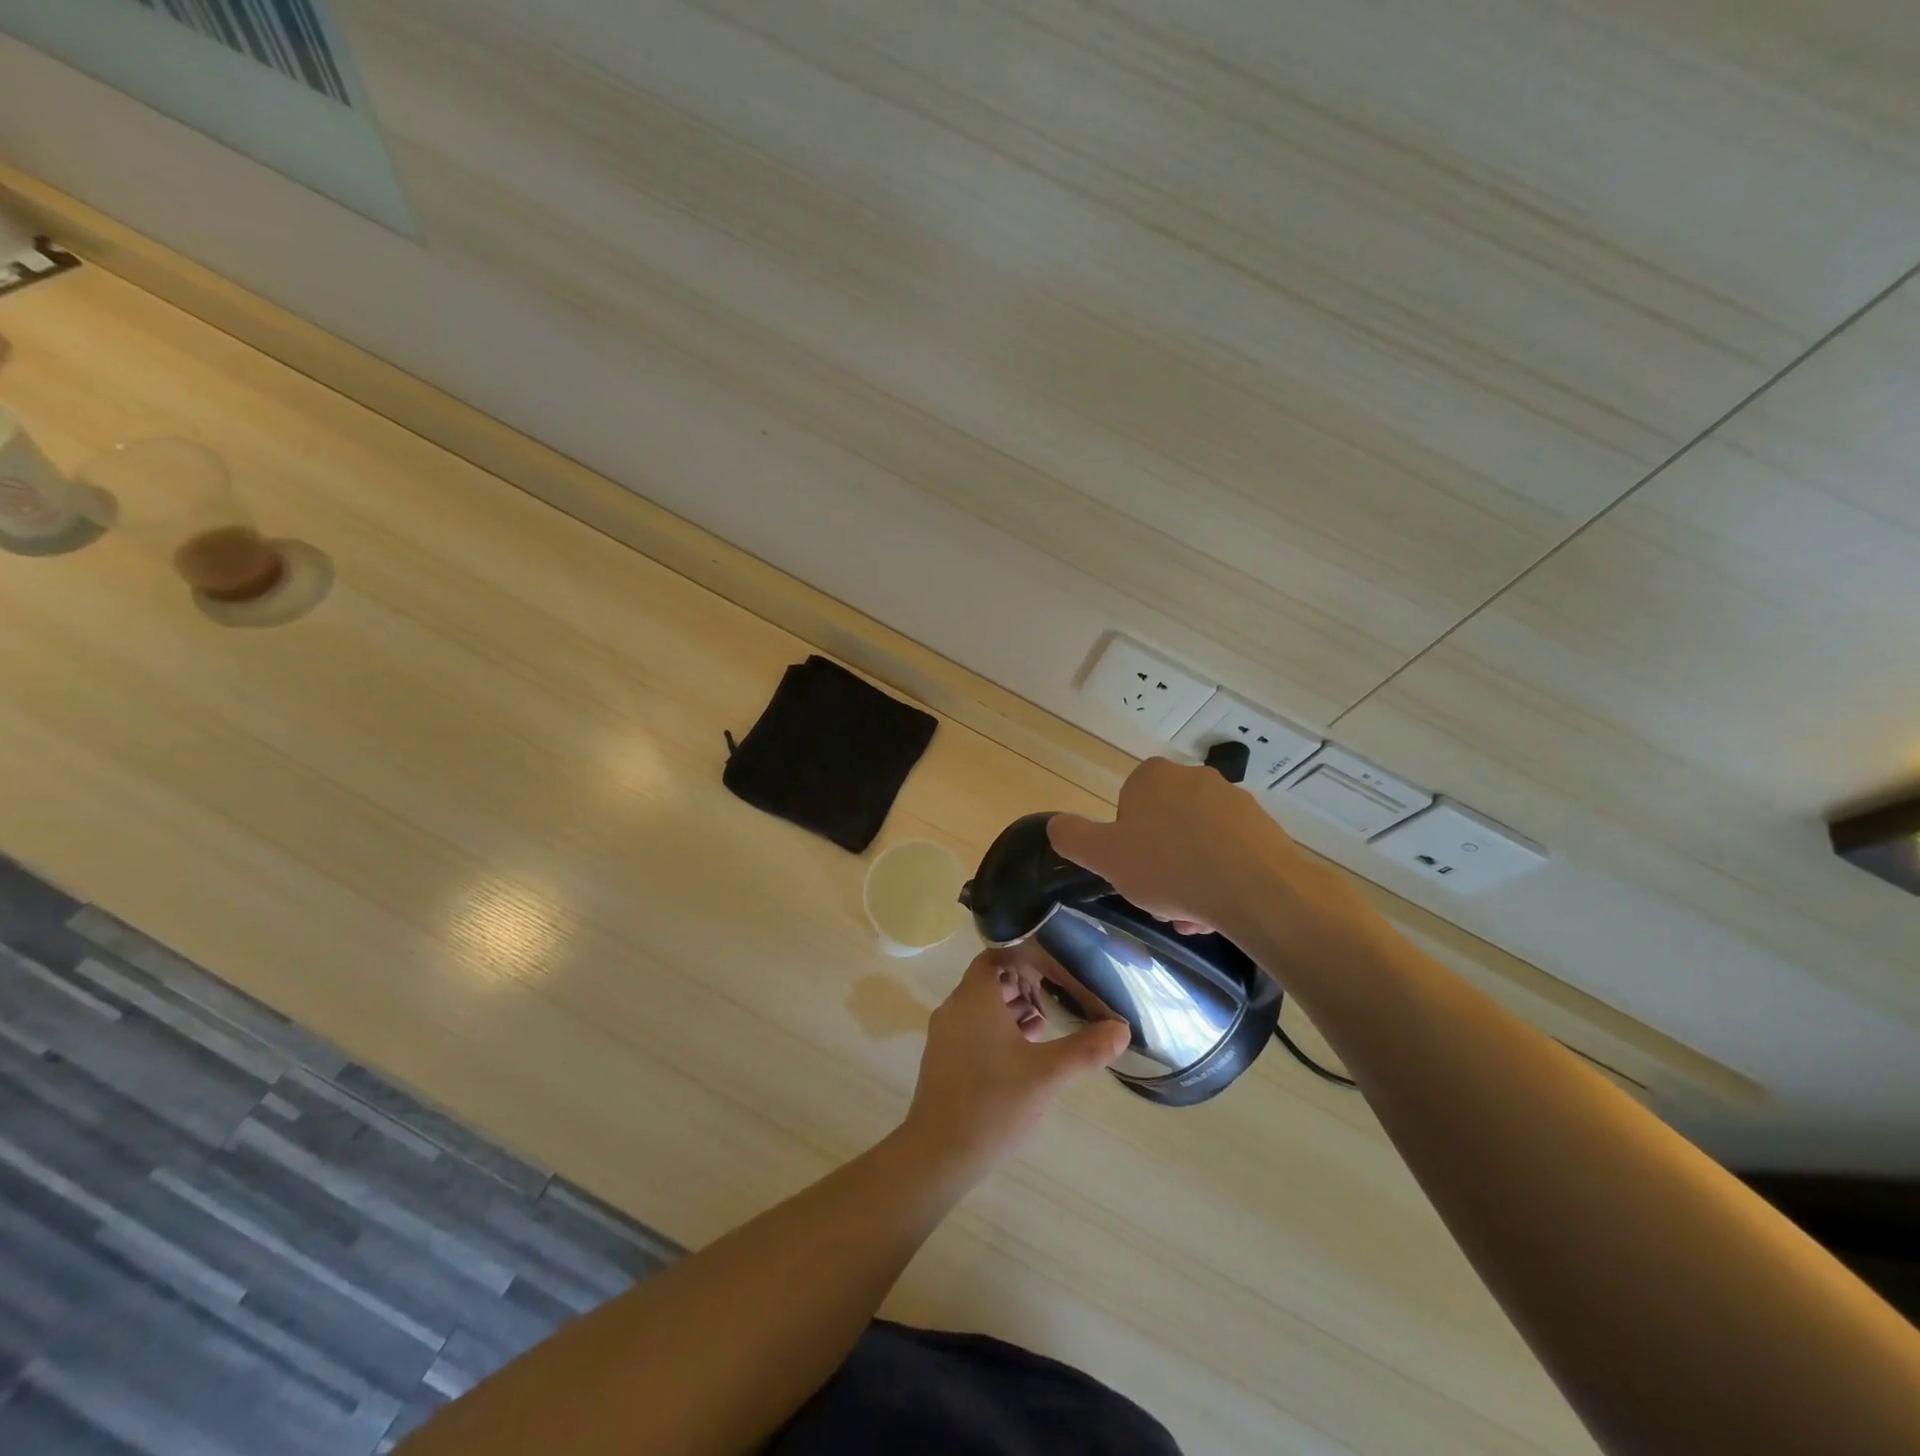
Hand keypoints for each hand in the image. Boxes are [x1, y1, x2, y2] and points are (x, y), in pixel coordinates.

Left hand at [901, 949, 1128, 1175]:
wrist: (939, 1153)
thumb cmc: (993, 1103)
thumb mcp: (1047, 1075)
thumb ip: (1085, 1049)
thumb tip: (1121, 1029)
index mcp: (974, 998)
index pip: (995, 957)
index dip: (1023, 958)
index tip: (1052, 970)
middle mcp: (955, 1009)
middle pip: (989, 982)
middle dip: (1022, 986)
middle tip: (1054, 998)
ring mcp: (945, 1036)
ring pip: (981, 1008)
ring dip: (1011, 1010)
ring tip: (1045, 1025)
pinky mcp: (943, 1061)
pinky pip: (973, 1030)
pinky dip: (998, 1031)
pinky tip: (1024, 1054)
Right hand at [1048, 756, 1372, 946]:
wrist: (1258, 891)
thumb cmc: (1169, 868)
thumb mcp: (1104, 857)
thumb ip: (1073, 837)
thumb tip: (1055, 825)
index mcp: (1152, 777)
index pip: (1126, 808)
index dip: (1125, 845)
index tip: (1133, 874)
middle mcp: (1193, 777)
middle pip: (1162, 828)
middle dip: (1159, 866)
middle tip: (1162, 901)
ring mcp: (1233, 800)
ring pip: (1196, 844)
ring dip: (1189, 878)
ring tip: (1193, 915)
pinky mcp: (1263, 827)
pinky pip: (1229, 853)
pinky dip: (1220, 879)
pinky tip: (1220, 910)